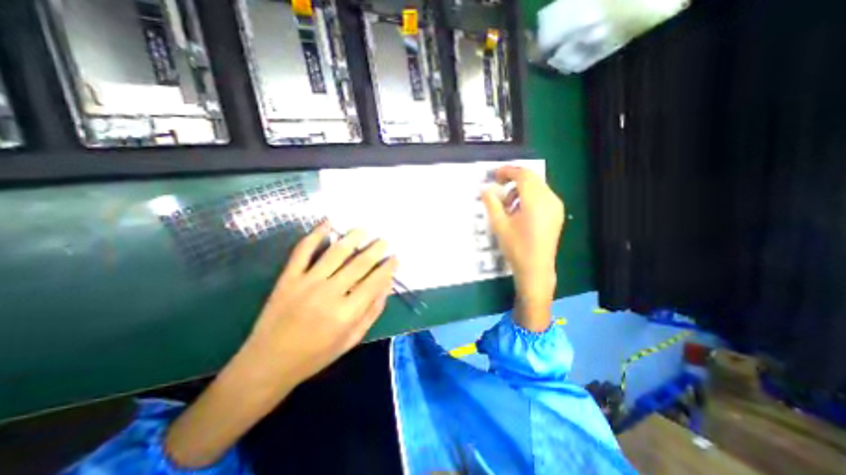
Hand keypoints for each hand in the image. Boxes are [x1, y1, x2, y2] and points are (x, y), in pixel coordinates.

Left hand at [166, 222, 396, 466]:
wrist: (269, 363)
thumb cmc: (317, 354)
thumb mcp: (352, 339)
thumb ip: (372, 311)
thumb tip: (387, 285)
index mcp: (347, 313)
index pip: (374, 282)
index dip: (388, 268)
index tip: (395, 258)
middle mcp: (329, 293)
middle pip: (359, 264)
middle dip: (375, 250)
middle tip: (384, 240)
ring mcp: (306, 283)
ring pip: (335, 253)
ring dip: (352, 238)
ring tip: (364, 229)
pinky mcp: (288, 278)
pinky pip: (302, 251)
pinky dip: (315, 234)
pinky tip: (328, 223)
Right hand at [478, 165, 562, 329]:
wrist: (536, 269)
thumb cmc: (516, 248)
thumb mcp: (499, 225)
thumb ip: (492, 203)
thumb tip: (485, 188)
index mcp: (536, 202)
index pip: (523, 176)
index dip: (508, 171)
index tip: (494, 175)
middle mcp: (550, 200)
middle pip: (532, 178)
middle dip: (513, 178)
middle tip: (498, 186)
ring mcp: (556, 206)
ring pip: (537, 186)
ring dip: (521, 188)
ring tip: (507, 203)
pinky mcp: (557, 213)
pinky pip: (542, 195)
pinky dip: (529, 196)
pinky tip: (519, 210)